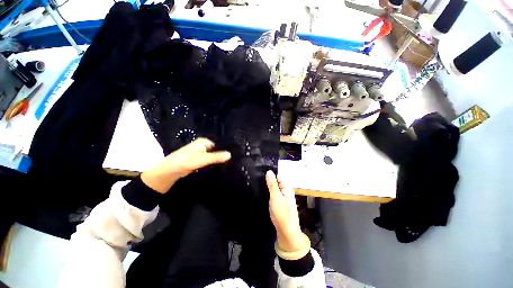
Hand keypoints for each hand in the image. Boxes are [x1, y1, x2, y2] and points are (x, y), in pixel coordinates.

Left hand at [141, 138, 230, 193]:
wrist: (169, 171)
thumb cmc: (186, 161)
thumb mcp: (203, 159)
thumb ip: (217, 157)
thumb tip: (230, 154)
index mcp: (204, 141)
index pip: (219, 144)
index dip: (225, 150)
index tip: (233, 157)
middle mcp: (202, 145)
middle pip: (215, 150)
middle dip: (221, 156)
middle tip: (230, 162)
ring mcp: (199, 152)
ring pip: (212, 156)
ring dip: (217, 160)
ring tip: (226, 165)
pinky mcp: (197, 160)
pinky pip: (207, 161)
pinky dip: (211, 164)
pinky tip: (217, 168)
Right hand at [266, 171, 307, 253]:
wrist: (286, 231)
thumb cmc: (282, 214)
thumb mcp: (275, 197)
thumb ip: (272, 184)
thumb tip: (269, 172)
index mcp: (287, 187)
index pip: (279, 175)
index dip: (271, 174)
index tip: (261, 173)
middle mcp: (286, 190)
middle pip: (277, 181)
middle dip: (269, 180)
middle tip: (259, 179)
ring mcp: (283, 196)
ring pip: (275, 187)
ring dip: (269, 186)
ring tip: (259, 184)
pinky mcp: (280, 202)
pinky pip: (274, 193)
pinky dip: (269, 192)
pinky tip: (264, 192)